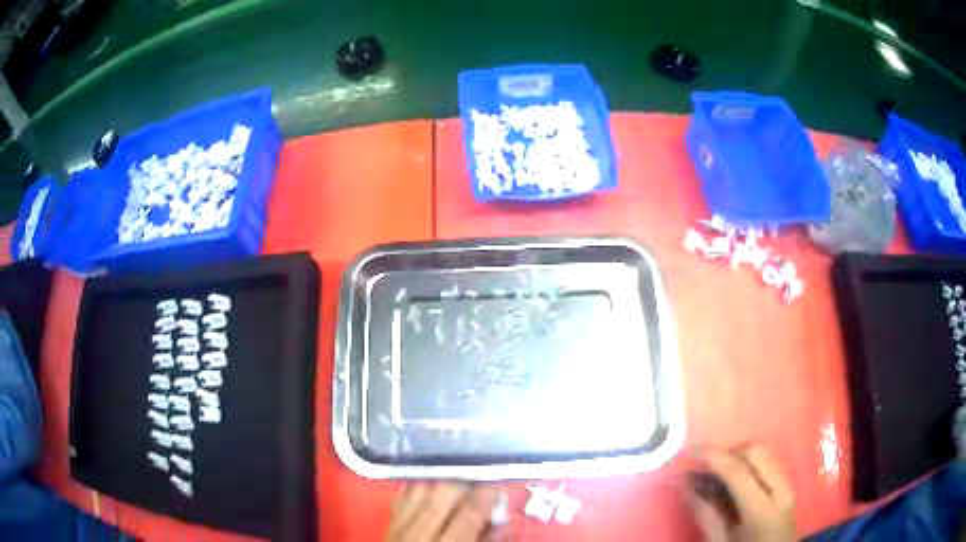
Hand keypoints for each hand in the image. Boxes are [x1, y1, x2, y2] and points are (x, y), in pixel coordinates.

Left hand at [389, 483, 500, 541]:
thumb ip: (486, 541)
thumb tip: (500, 520)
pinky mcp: (387, 526)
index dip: (487, 495)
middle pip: (441, 495)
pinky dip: (418, 488)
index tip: (497, 486)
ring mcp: (398, 529)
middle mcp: (418, 535)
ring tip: (457, 482)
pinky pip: (402, 497)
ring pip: (419, 491)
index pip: (469, 513)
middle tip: (479, 482)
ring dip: (440, 481)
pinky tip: (430, 487)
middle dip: (464, 483)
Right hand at [687, 445, 794, 541]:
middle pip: (755, 451)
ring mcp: (787, 486)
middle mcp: (780, 489)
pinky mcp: (786, 487)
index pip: (738, 471)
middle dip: (727, 452)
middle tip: (702, 466)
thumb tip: (687, 485)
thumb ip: (706, 515)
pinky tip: (730, 481)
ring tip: (713, 474)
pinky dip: (746, 465)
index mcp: (762, 509)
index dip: (713, 456)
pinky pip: (766, 464)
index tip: (690, 450)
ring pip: (763, 454)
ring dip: (737, 457)